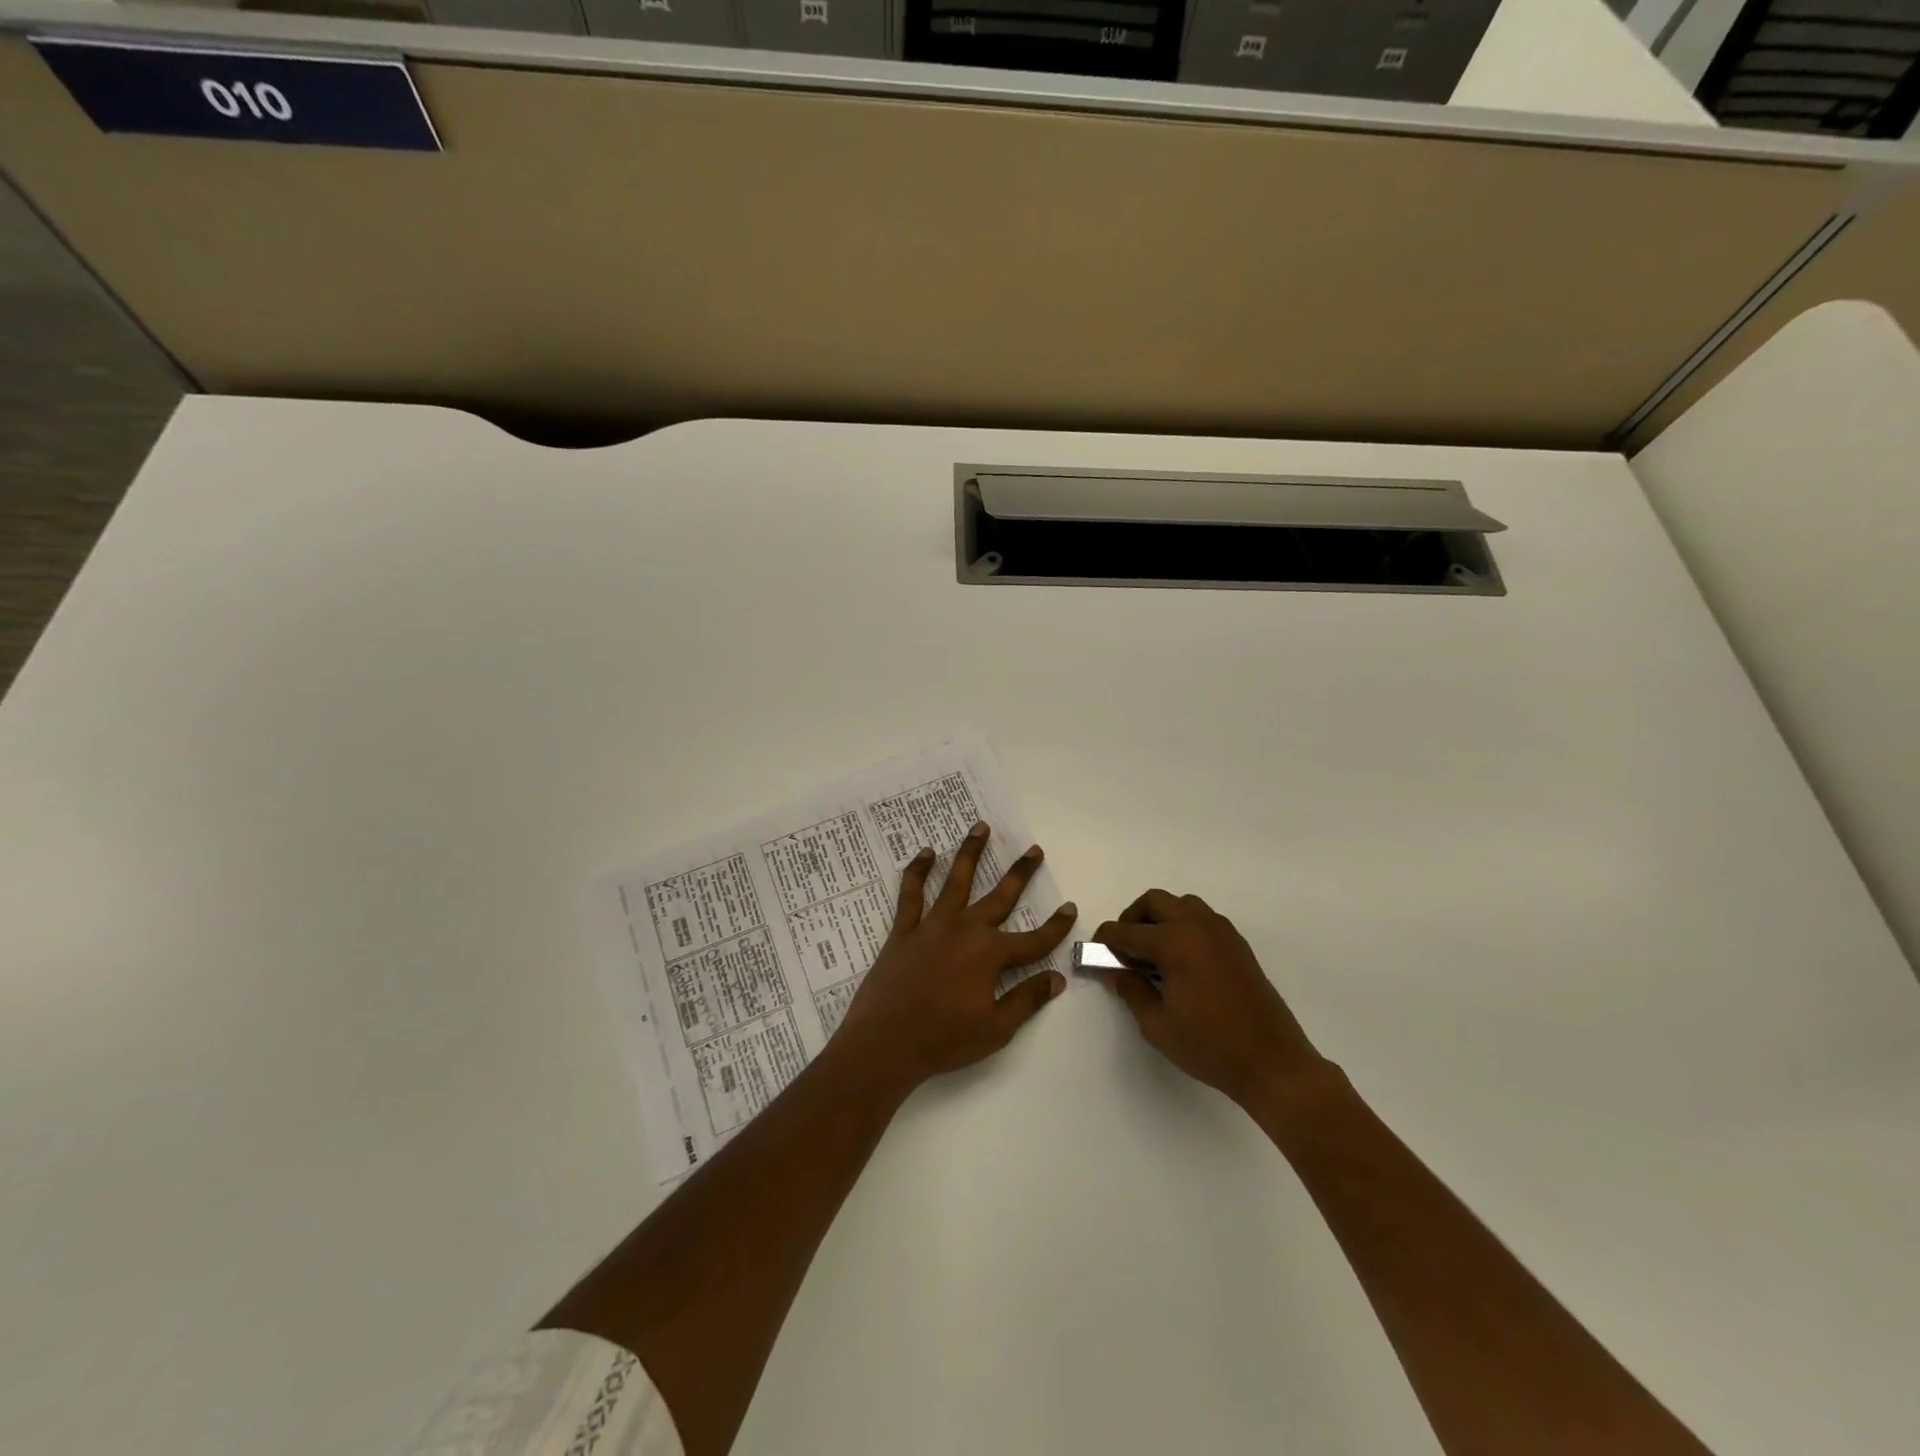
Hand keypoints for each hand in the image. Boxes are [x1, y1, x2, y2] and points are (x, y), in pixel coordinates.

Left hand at [832, 821, 1074, 1096]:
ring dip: (970, 853)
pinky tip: (926, 853)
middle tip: (1033, 850)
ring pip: (957, 881)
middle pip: (1000, 897)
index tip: (1070, 908)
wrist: (886, 1042)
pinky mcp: (904, 930)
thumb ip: (1027, 1000)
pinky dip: (918, 871)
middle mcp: (965, 930)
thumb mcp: (996, 1029)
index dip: (1055, 926)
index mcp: (990, 955)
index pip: (1034, 940)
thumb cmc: (944, 1039)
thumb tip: (1057, 977)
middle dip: (1020, 873)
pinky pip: (911, 893)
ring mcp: (932, 926)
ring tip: (980, 827)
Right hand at [1094, 890, 1327, 1108]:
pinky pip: (1202, 918)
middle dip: (1132, 919)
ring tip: (1153, 953)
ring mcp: (1221, 932)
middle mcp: (1197, 926)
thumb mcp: (1157, 1025)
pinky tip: (1180, 961)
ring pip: (1181, 904)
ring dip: (1160, 918)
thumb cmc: (1210, 1047)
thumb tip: (1114, 970)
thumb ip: (1131, 990)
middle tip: (1123, 948)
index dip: (1105, 940)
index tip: (1095, 952)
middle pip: (1154, 901)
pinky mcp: (1237, 944)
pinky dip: (1183, 926)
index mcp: (1174, 943)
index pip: (1126, 931)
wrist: (1272, 1063)